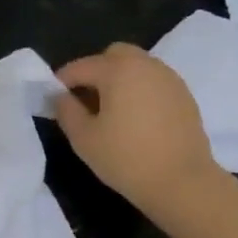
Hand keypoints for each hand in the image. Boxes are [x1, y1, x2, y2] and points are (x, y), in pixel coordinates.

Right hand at [54, 43, 219, 214]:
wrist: (182, 182)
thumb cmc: (126, 158)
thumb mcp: (83, 138)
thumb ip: (66, 110)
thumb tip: (60, 96)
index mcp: (118, 70)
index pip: (81, 67)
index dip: (62, 81)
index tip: (53, 98)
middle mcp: (146, 65)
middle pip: (114, 55)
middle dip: (95, 71)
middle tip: (85, 99)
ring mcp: (169, 79)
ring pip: (137, 66)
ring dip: (119, 79)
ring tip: (110, 110)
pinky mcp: (184, 96)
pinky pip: (154, 82)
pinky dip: (140, 90)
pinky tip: (135, 118)